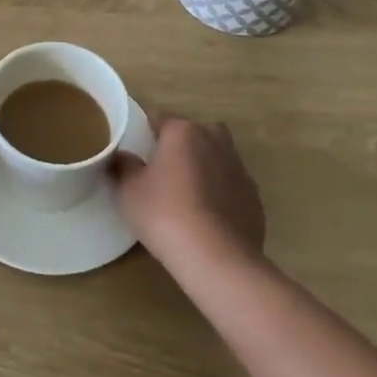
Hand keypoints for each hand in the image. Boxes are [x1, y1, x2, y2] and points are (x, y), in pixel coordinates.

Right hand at [112, 115, 264, 269]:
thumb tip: (122, 157)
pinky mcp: (254, 197)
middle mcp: (215, 141)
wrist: (217, 258)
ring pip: (218, 157)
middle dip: (183, 144)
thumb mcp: (129, 191)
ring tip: (188, 194)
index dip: (147, 130)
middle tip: (165, 168)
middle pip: (196, 132)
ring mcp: (239, 169)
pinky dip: (221, 193)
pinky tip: (208, 217)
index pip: (161, 118)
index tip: (138, 148)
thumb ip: (124, 167)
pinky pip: (232, 185)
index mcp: (183, 132)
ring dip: (205, 167)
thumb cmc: (165, 214)